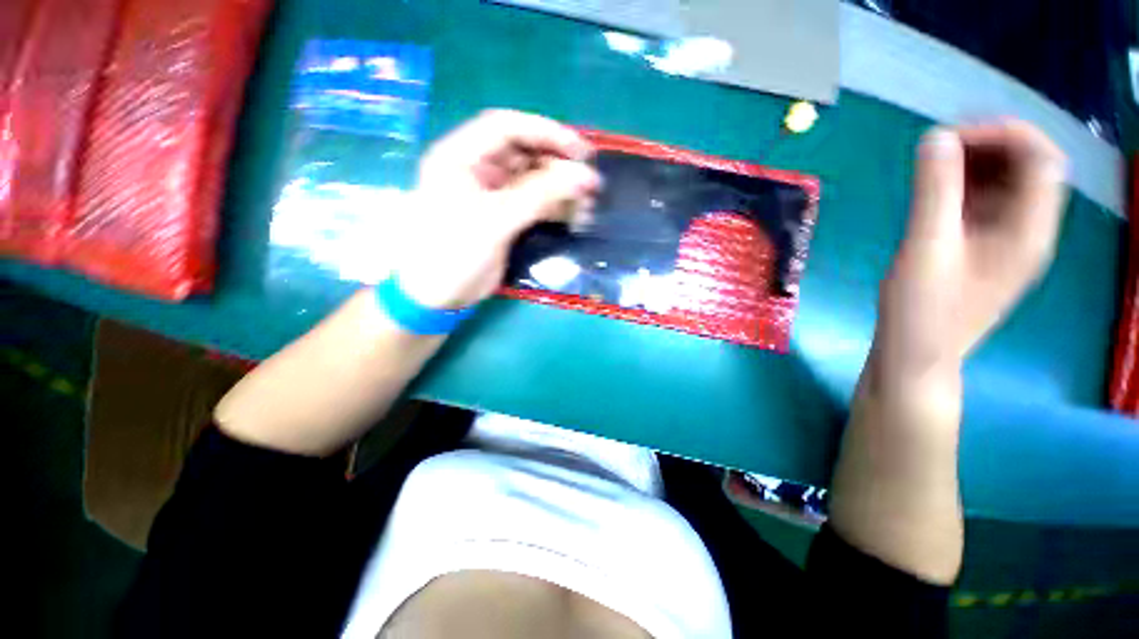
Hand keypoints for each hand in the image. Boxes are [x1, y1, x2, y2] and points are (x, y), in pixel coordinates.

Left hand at [394, 110, 600, 309]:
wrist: (438, 296)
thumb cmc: (453, 253)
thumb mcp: (494, 220)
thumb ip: (539, 195)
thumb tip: (584, 176)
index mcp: (461, 156)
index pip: (506, 127)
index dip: (544, 132)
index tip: (579, 149)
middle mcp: (478, 170)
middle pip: (524, 154)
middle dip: (558, 165)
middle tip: (589, 182)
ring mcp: (493, 195)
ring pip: (534, 181)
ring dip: (561, 189)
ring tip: (587, 203)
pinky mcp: (505, 218)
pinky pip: (536, 204)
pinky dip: (556, 208)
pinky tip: (575, 216)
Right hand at [875, 121, 1068, 377]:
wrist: (916, 356)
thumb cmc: (923, 310)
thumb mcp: (926, 248)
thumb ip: (935, 192)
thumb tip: (936, 137)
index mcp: (1030, 231)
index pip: (1041, 159)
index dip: (1005, 134)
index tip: (953, 136)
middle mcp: (1028, 230)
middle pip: (1027, 167)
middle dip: (988, 145)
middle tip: (938, 146)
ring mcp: (1005, 240)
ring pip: (1005, 184)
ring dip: (973, 164)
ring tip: (931, 164)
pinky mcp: (981, 249)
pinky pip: (984, 204)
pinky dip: (962, 187)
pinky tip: (932, 190)